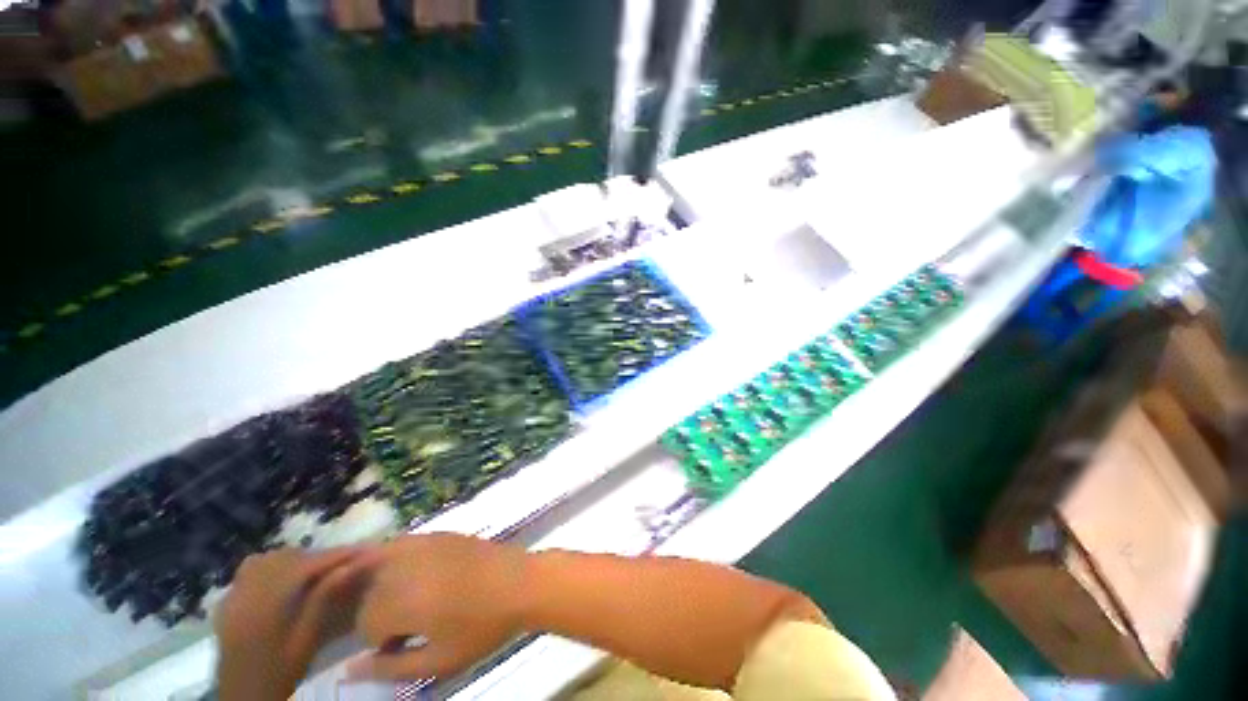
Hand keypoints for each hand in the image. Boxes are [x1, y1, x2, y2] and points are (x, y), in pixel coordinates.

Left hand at [215, 547, 375, 699]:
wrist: (243, 695)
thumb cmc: (280, 672)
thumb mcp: (306, 639)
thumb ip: (324, 599)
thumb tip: (353, 565)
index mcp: (266, 606)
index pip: (307, 567)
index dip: (338, 555)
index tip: (367, 550)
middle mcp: (247, 593)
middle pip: (288, 557)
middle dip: (320, 555)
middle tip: (348, 560)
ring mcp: (233, 594)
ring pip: (269, 558)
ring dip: (297, 558)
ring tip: (318, 567)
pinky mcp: (229, 600)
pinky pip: (251, 568)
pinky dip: (273, 565)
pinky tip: (285, 575)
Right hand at [348, 534, 529, 681]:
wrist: (521, 583)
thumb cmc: (482, 628)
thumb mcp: (438, 662)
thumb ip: (389, 668)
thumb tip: (348, 670)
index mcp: (403, 600)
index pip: (366, 624)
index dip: (383, 640)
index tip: (406, 644)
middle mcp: (405, 567)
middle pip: (370, 595)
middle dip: (382, 614)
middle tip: (412, 625)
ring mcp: (423, 544)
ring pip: (379, 568)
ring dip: (386, 588)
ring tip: (413, 601)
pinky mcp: (438, 534)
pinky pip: (400, 545)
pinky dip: (395, 560)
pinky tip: (413, 573)